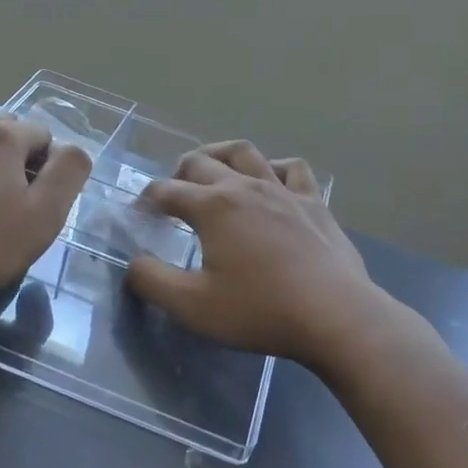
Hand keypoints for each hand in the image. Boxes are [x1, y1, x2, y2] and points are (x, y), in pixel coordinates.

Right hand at [125, 141, 389, 367]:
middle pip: (201, 162)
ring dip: (220, 155)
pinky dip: (273, 168)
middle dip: (178, 173)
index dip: (145, 200)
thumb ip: (152, 281)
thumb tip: (134, 263)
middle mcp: (245, 186)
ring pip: (245, 153)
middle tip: (171, 196)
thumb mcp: (192, 306)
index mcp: (212, 206)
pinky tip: (270, 181)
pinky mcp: (313, 203)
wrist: (334, 315)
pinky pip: (291, 169)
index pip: (166, 191)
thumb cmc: (259, 310)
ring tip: (212, 170)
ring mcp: (283, 190)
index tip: (137, 216)